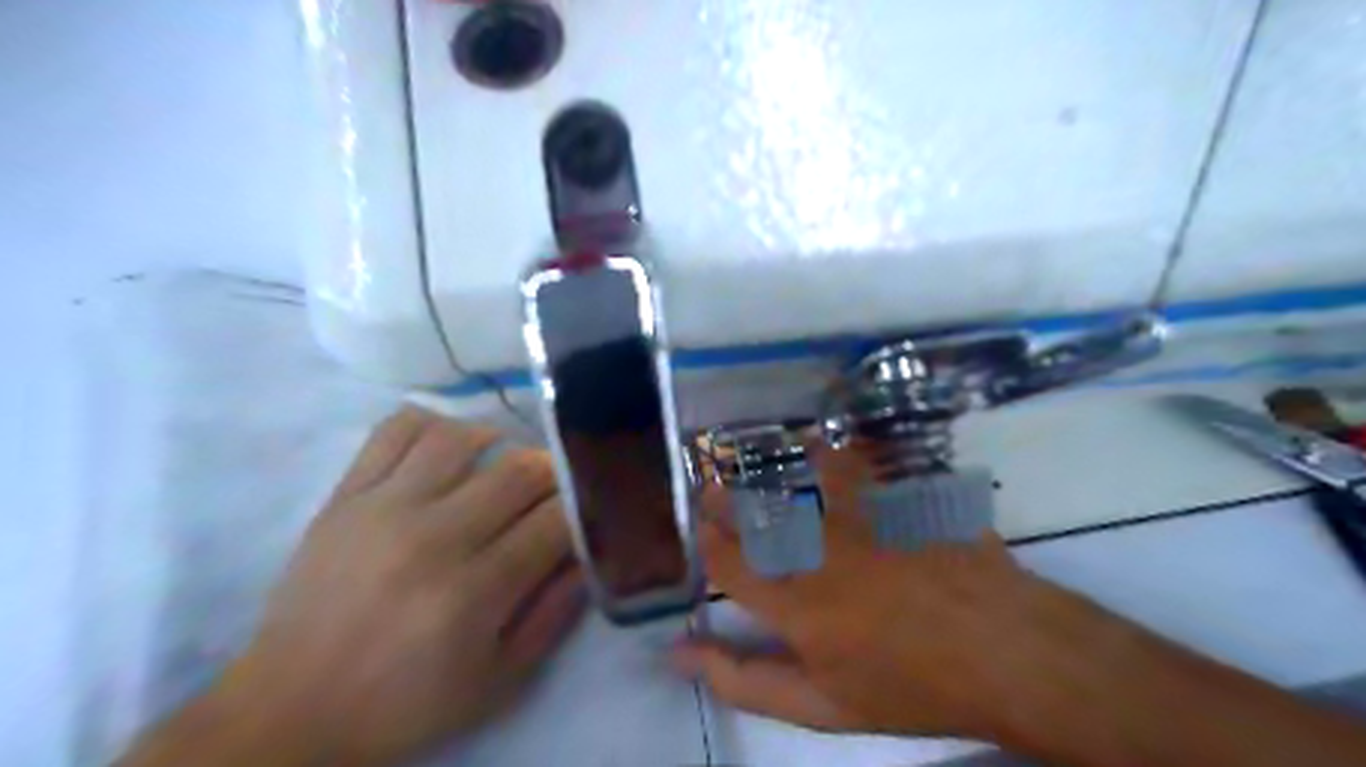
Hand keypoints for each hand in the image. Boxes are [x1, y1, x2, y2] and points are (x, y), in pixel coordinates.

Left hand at [130, 408, 594, 766]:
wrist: (290, 709)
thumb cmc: (405, 702)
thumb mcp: (499, 681)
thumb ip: (554, 615)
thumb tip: (587, 554)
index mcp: (475, 591)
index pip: (555, 520)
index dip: (581, 510)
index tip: (584, 515)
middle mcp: (433, 537)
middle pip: (519, 470)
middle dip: (553, 474)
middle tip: (553, 492)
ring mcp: (384, 507)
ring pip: (462, 437)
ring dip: (499, 442)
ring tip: (502, 465)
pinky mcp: (346, 495)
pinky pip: (395, 430)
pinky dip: (433, 425)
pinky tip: (449, 448)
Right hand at [671, 444, 1130, 743]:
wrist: (1004, 653)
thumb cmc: (911, 689)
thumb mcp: (823, 707)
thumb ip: (746, 681)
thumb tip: (679, 657)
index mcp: (793, 602)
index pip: (730, 564)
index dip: (710, 543)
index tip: (701, 527)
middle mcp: (818, 550)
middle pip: (761, 518)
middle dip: (729, 501)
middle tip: (714, 487)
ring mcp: (863, 518)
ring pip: (806, 481)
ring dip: (782, 467)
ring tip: (767, 457)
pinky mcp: (901, 500)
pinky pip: (866, 467)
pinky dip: (843, 453)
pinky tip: (833, 445)